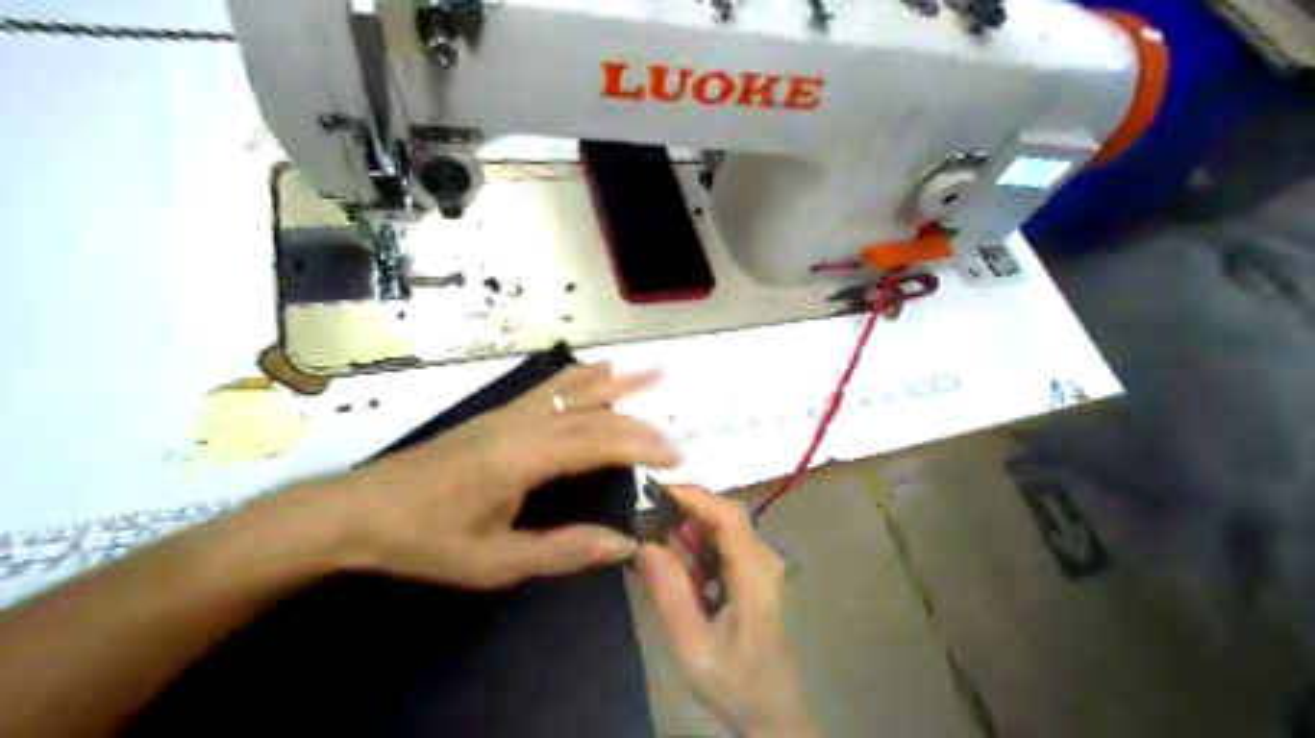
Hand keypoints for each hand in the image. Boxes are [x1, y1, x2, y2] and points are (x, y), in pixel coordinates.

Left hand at [315, 365, 672, 590]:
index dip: (640, 446)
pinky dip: (584, 378)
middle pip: (592, 411)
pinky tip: (597, 376)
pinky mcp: (497, 414)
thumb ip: (562, 551)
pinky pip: (552, 388)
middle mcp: (520, 424)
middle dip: (638, 421)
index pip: (596, 442)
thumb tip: (623, 545)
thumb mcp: (493, 562)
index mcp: (521, 458)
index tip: (675, 455)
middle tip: (674, 435)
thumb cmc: (425, 541)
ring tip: (653, 373)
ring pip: (573, 388)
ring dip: (616, 382)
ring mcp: (507, 413)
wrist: (360, 510)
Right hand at [636, 484, 817, 737]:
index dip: (693, 496)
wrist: (773, 713)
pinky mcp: (756, 575)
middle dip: (684, 512)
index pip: (727, 515)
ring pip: (723, 530)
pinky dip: (697, 549)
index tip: (655, 492)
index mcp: (755, 573)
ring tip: (653, 547)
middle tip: (644, 524)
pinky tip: (675, 567)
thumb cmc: (734, 682)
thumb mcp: (693, 646)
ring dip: (688, 532)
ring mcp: (762, 566)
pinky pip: (724, 547)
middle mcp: (764, 560)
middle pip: (725, 516)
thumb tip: (646, 544)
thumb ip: (670, 593)